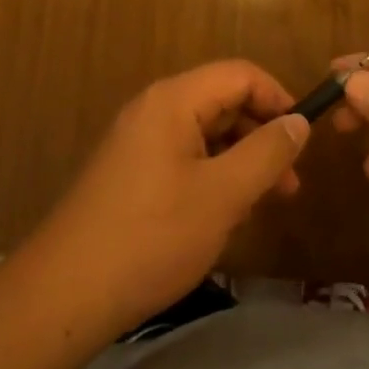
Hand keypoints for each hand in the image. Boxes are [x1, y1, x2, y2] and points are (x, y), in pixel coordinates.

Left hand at [28, 60, 308, 334]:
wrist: (64, 294)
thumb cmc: (152, 237)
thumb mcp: (223, 195)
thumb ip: (266, 153)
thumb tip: (299, 122)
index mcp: (174, 99)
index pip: (240, 74)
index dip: (278, 99)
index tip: (304, 140)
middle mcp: (153, 108)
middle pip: (223, 101)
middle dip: (261, 135)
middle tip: (290, 184)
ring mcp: (138, 141)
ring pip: (205, 133)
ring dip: (240, 160)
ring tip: (264, 204)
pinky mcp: (129, 172)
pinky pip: (184, 157)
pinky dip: (213, 175)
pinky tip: (224, 214)